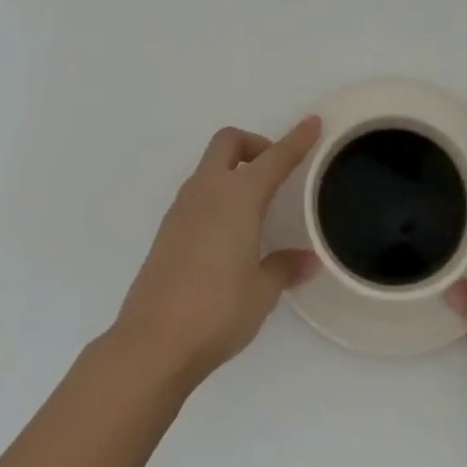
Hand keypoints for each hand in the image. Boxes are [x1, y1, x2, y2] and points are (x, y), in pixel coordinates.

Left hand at [112, 118, 320, 385]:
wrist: (153, 343)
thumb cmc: (218, 310)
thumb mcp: (262, 290)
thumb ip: (284, 267)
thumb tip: (307, 260)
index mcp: (238, 196)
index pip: (274, 158)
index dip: (296, 140)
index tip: (313, 123)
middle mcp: (207, 191)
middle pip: (228, 142)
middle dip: (254, 144)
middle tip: (274, 171)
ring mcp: (181, 209)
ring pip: (209, 167)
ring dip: (233, 170)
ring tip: (256, 205)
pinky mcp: (166, 231)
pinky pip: (197, 195)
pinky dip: (217, 196)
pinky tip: (229, 232)